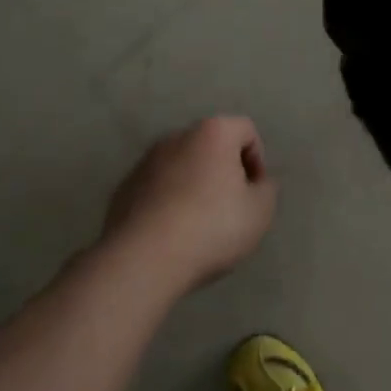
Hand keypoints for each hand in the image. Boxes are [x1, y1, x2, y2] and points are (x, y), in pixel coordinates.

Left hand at [101, 117, 276, 291]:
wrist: (142, 260)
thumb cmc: (211, 227)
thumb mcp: (260, 211)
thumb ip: (266, 189)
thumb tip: (257, 182)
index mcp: (213, 133)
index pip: (246, 130)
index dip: (257, 159)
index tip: (254, 192)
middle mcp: (177, 137)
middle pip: (211, 146)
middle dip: (224, 170)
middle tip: (231, 207)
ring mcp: (146, 161)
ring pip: (182, 166)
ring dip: (194, 185)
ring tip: (199, 224)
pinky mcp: (124, 187)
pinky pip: (157, 187)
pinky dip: (168, 201)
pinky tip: (171, 233)